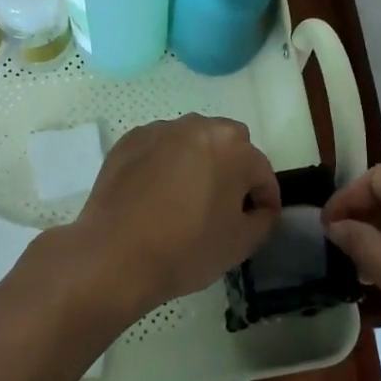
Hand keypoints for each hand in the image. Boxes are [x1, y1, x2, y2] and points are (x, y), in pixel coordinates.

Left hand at [67, 115, 280, 319]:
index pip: (261, 171)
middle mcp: (199, 126)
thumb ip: (264, 220)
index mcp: (233, 147)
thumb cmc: (186, 249)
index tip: (260, 219)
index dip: (265, 198)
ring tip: (185, 198)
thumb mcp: (240, 244)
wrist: (114, 254)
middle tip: (223, 205)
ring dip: (197, 162)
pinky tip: (154, 194)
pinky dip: (164, 164)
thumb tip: (261, 209)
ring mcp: (161, 130)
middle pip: (228, 145)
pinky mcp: (130, 140)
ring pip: (192, 142)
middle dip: (233, 169)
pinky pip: (159, 148)